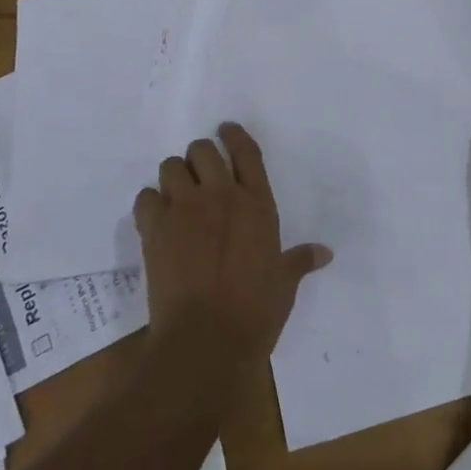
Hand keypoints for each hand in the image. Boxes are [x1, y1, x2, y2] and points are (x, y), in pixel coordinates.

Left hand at [134, 123, 331, 362]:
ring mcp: (185, 208)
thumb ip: (300, 260)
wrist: (206, 340)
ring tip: (177, 195)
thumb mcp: (284, 283)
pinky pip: (145, 197)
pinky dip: (150, 203)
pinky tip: (156, 219)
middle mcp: (220, 195)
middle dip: (199, 157)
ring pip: (170, 166)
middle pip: (202, 150)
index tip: (226, 129)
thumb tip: (325, 253)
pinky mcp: (155, 227)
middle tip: (200, 175)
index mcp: (257, 203)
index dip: (234, 135)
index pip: (245, 152)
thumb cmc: (255, 311)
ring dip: (174, 177)